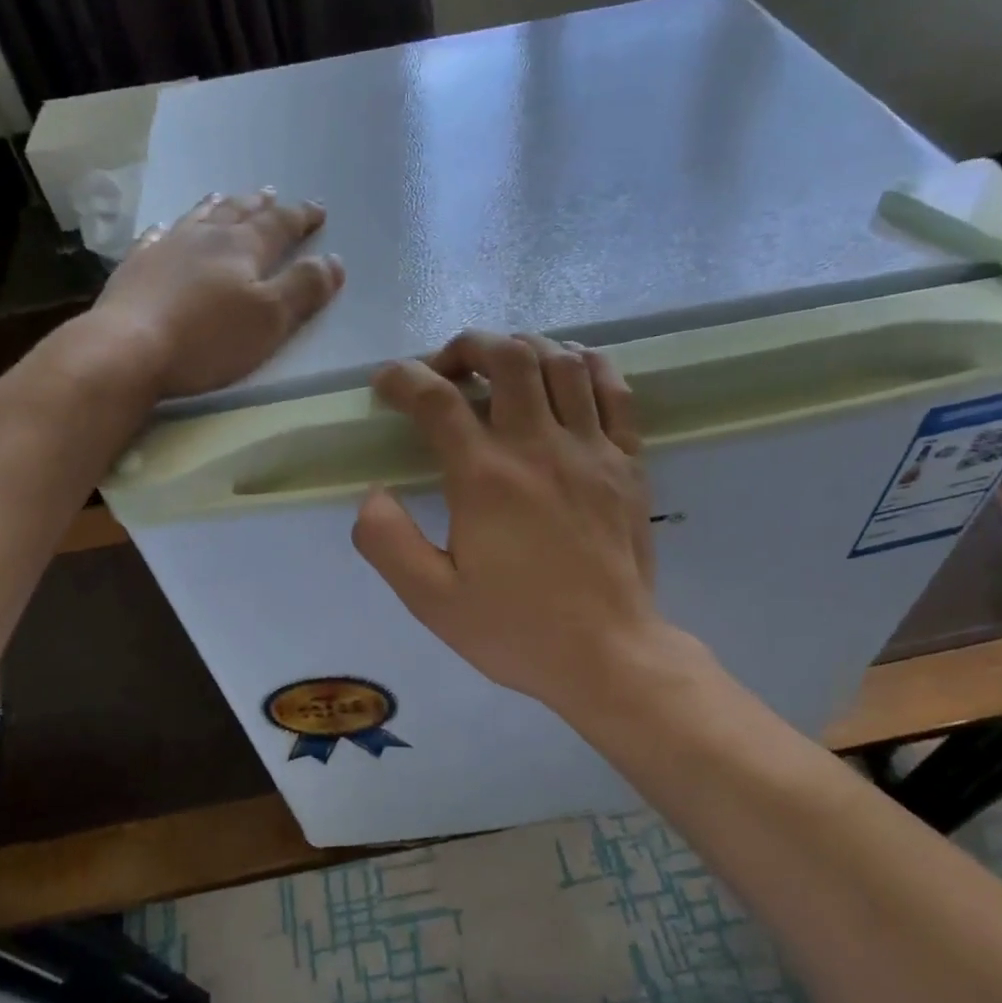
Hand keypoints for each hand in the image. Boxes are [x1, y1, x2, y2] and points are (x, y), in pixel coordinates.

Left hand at [88, 190, 344, 399]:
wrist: (129, 349)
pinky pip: (156, 237)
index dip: (301, 217)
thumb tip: (333, 261)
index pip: (280, 225)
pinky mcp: (137, 268)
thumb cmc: (209, 339)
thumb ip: (304, 288)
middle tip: (273, 196)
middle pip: (238, 213)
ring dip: (218, 207)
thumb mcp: (271, 319)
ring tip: (226, 197)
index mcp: (243, 248)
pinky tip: (165, 229)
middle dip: (261, 206)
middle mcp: (205, 237)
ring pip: (198, 217)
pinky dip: (169, 229)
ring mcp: (166, 248)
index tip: (318, 210)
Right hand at [352, 331, 675, 713]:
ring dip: (523, 348)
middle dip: (467, 347)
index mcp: (485, 478)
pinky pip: (614, 391)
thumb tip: (373, 495)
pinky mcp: (628, 464)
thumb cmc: (517, 630)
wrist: (607, 655)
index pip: (436, 399)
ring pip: (561, 362)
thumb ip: (388, 543)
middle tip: (446, 369)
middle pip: (506, 357)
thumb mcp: (432, 601)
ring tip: (502, 365)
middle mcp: (539, 447)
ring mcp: (592, 450)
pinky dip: (587, 366)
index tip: (386, 384)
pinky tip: (568, 371)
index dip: (402, 379)